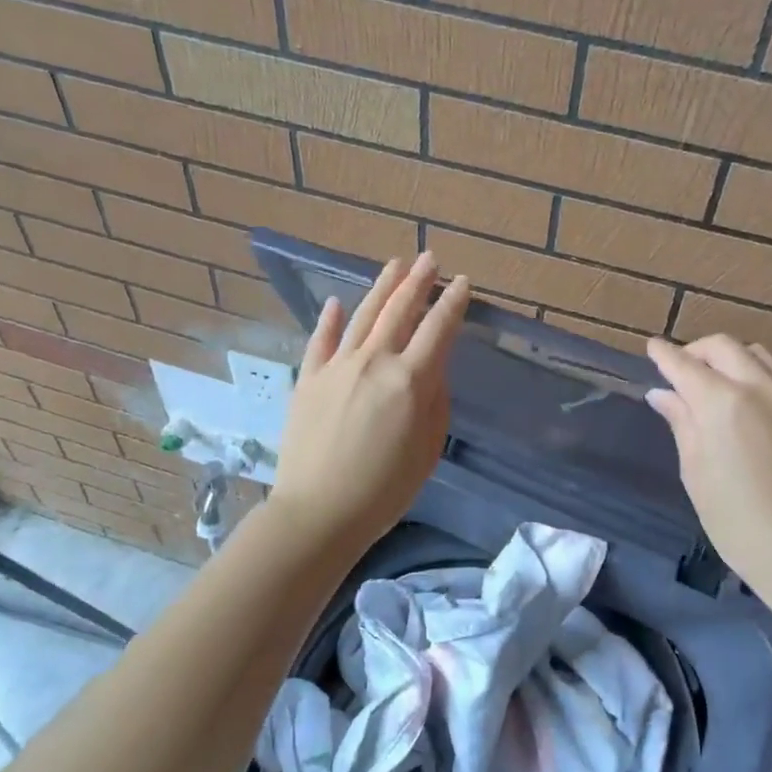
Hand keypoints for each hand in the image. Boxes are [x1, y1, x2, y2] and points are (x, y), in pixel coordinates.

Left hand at [268, 254, 469, 553]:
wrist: (318, 512)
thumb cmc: (385, 490)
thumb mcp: (428, 450)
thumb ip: (435, 403)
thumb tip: (432, 372)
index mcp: (410, 380)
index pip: (438, 329)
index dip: (452, 303)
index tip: (463, 282)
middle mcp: (374, 361)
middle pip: (400, 311)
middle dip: (418, 281)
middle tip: (430, 259)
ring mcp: (337, 367)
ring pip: (362, 316)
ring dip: (382, 288)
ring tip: (395, 265)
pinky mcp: (308, 379)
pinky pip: (320, 341)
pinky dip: (329, 320)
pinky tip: (335, 303)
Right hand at [645, 335, 771, 591]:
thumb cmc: (735, 519)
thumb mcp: (696, 471)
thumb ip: (681, 422)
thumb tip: (663, 393)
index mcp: (721, 402)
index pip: (684, 364)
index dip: (664, 354)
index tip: (653, 347)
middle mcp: (760, 387)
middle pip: (723, 346)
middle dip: (698, 351)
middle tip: (684, 369)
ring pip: (759, 355)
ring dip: (733, 359)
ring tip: (722, 381)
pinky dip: (765, 377)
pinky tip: (759, 401)